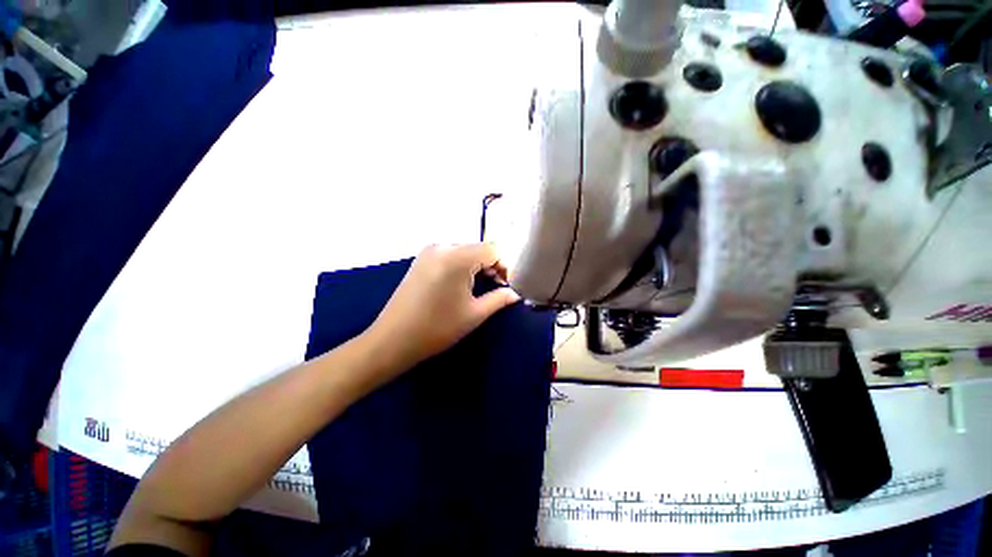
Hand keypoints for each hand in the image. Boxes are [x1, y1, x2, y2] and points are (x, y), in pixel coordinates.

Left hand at [363, 243, 521, 372]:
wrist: (393, 339)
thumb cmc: (438, 327)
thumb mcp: (474, 313)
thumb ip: (499, 298)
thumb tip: (515, 293)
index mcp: (457, 257)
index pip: (492, 250)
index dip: (504, 266)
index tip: (508, 285)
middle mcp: (442, 246)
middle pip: (478, 248)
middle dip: (491, 266)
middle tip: (497, 287)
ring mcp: (429, 251)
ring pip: (464, 251)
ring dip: (477, 266)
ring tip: (480, 288)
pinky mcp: (421, 259)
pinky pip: (450, 255)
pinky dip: (462, 266)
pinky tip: (461, 284)